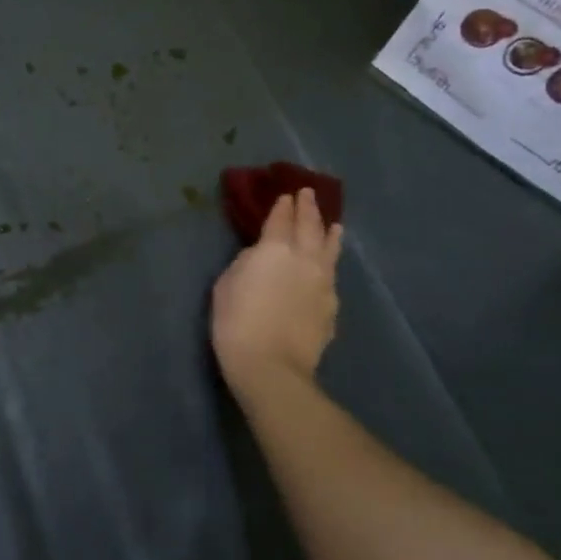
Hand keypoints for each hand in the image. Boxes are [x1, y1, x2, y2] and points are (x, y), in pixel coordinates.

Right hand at [211, 189, 342, 395]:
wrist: (271, 364)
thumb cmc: (236, 322)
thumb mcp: (226, 284)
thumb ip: (246, 263)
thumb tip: (260, 257)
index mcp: (274, 249)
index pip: (280, 219)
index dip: (283, 206)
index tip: (286, 195)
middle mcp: (305, 258)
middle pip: (310, 227)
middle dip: (308, 208)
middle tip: (308, 195)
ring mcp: (323, 283)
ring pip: (330, 250)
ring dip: (330, 233)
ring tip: (334, 225)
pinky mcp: (331, 306)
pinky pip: (331, 276)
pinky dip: (329, 265)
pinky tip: (328, 268)